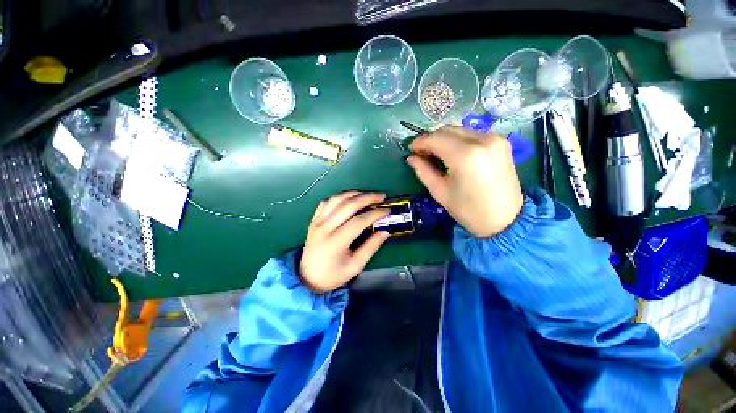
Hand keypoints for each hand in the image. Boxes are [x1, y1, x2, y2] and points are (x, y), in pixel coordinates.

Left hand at [299, 191, 390, 292]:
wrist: (307, 278)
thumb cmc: (333, 275)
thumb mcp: (355, 266)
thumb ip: (371, 247)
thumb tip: (385, 232)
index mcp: (335, 242)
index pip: (358, 221)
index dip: (374, 214)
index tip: (387, 210)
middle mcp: (324, 228)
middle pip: (348, 205)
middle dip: (367, 198)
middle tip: (381, 196)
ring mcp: (317, 222)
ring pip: (336, 200)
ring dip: (353, 194)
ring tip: (367, 195)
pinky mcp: (314, 220)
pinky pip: (326, 202)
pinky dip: (339, 197)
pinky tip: (348, 199)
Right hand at [406, 126, 522, 237]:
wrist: (504, 220)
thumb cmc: (468, 210)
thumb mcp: (440, 192)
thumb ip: (423, 171)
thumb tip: (411, 158)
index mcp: (465, 155)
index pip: (435, 139)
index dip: (420, 142)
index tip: (411, 150)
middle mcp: (482, 140)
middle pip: (448, 130)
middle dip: (431, 139)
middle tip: (421, 153)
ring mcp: (495, 139)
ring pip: (460, 130)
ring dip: (444, 139)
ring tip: (435, 153)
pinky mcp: (502, 142)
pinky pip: (472, 135)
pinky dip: (458, 141)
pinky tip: (452, 153)